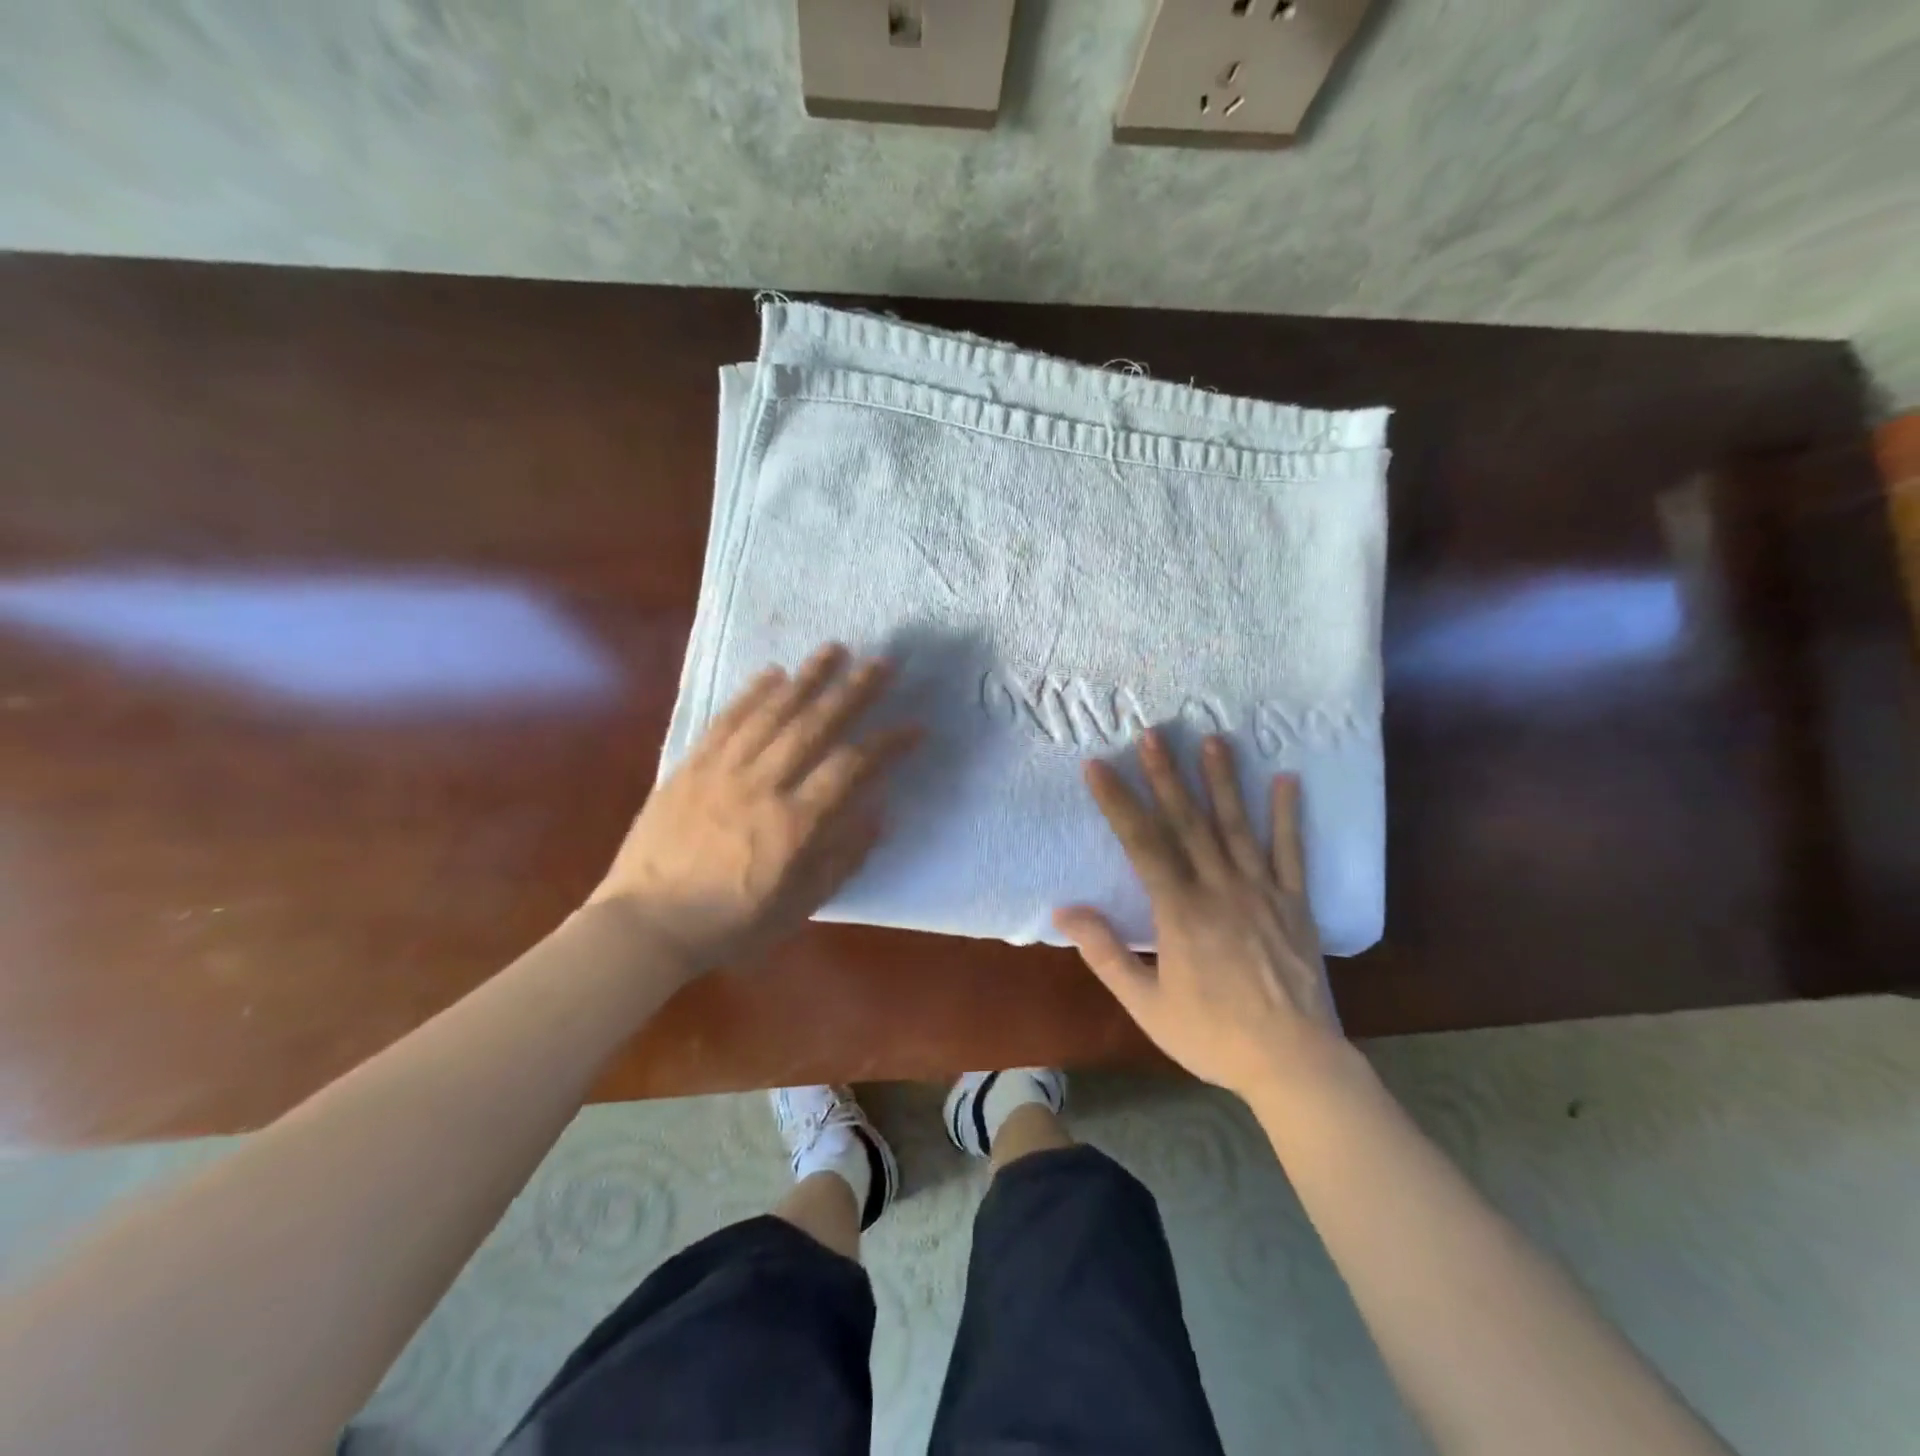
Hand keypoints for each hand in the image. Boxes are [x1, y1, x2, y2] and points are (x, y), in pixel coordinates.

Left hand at [588, 644, 919, 977]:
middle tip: (882, 663)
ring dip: (807, 678)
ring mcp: (722, 771)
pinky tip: (772, 673)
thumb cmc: (729, 923)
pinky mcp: (691, 766)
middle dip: (853, 692)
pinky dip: (752, 694)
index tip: (914, 726)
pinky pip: (726, 721)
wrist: (645, 924)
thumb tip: (879, 816)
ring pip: (771, 713)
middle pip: (814, 726)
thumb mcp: (797, 907)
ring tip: (834, 649)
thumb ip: (841, 860)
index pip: (850, 768)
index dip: (887, 744)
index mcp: (793, 825)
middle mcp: (762, 786)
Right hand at [1054, 731, 1345, 1101]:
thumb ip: (1105, 953)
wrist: (1294, 1064)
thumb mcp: (1146, 1004)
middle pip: (1188, 822)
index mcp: (1180, 912)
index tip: (1098, 766)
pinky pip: (1292, 853)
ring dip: (1223, 781)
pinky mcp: (1296, 904)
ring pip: (1237, 827)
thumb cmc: (1213, 1036)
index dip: (1118, 802)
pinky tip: (1287, 780)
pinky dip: (1288, 815)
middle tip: (1154, 733)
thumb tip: (1064, 911)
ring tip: (1213, 740)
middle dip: (1167, 775)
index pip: (1142, 843)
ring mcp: (1263, 892)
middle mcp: (1220, 889)